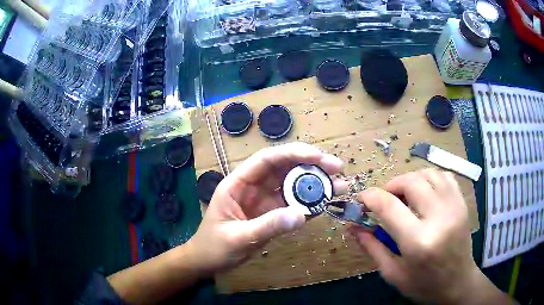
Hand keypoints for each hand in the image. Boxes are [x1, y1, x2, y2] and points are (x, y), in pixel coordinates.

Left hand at [187, 142, 346, 274]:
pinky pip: (294, 204)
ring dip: (316, 183)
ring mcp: (264, 201)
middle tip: (338, 168)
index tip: (319, 157)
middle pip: (285, 168)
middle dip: (311, 165)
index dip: (293, 154)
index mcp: (238, 183)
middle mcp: (254, 187)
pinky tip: (327, 202)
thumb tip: (301, 216)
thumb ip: (268, 226)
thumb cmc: (214, 247)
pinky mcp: (272, 214)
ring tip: (340, 186)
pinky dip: (311, 202)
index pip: (267, 160)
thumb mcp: (238, 237)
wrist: (207, 262)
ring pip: (292, 185)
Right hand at [349, 169, 507, 303]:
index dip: (370, 197)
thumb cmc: (423, 285)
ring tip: (405, 195)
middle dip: (392, 186)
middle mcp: (439, 218)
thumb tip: (353, 227)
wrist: (458, 283)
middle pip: (411, 182)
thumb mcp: (393, 273)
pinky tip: (425, 192)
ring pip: (428, 174)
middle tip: (386, 199)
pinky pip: (444, 176)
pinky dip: (430, 178)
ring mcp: (454, 207)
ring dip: (411, 180)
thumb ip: (372, 247)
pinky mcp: (462, 204)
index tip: (362, 198)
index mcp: (418, 242)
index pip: (389, 207)